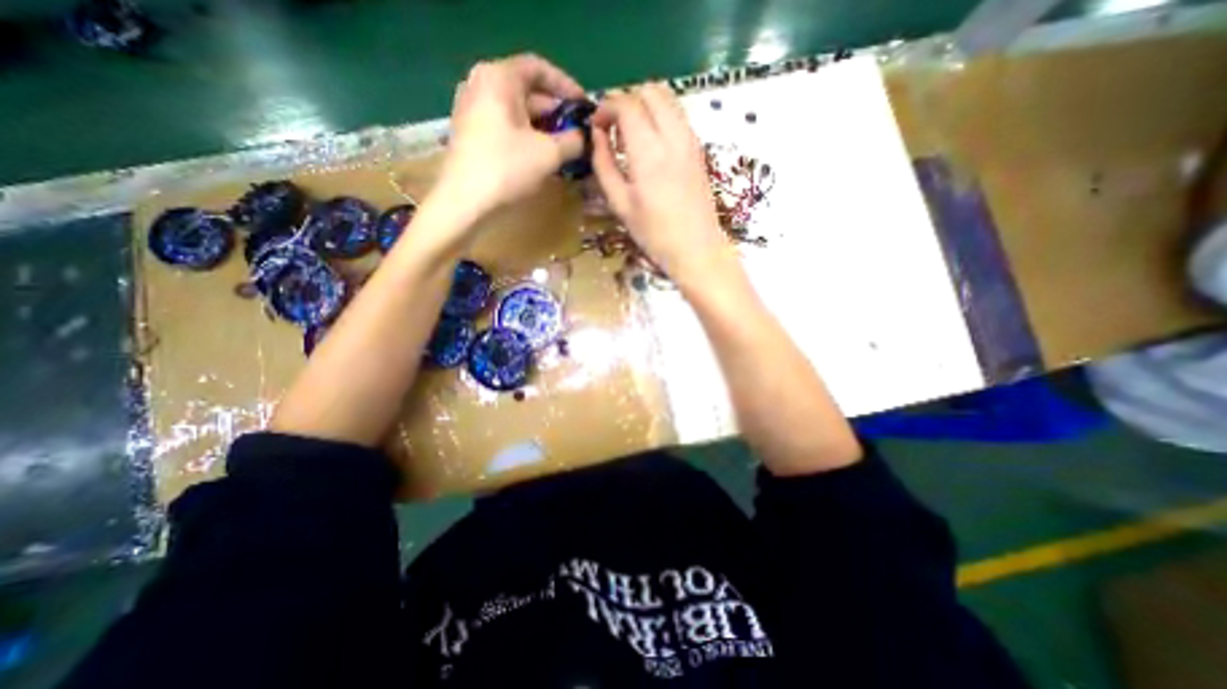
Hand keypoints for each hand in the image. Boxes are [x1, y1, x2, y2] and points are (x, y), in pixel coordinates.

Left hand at [429, 54, 582, 224]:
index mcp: (499, 78)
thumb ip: (573, 140)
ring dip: (544, 128)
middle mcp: (481, 85)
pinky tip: (542, 156)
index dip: (567, 86)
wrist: (464, 202)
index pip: (539, 68)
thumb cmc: (507, 169)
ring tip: (565, 148)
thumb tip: (585, 137)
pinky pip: (506, 126)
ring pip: (518, 111)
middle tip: (578, 133)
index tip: (584, 107)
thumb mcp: (549, 154)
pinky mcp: (471, 133)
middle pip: (527, 90)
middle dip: (557, 112)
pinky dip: (527, 136)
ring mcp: (473, 109)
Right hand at [588, 81, 730, 287]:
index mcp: (649, 151)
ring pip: (668, 98)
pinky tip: (651, 145)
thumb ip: (603, 164)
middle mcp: (673, 136)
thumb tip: (596, 135)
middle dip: (626, 101)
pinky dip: (661, 117)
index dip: (606, 108)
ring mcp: (691, 140)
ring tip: (632, 136)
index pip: (626, 104)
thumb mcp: (620, 203)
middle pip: (649, 90)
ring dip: (645, 106)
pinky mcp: (699, 149)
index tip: (596, 127)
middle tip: (614, 129)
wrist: (696, 248)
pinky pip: (678, 115)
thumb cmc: (654, 233)